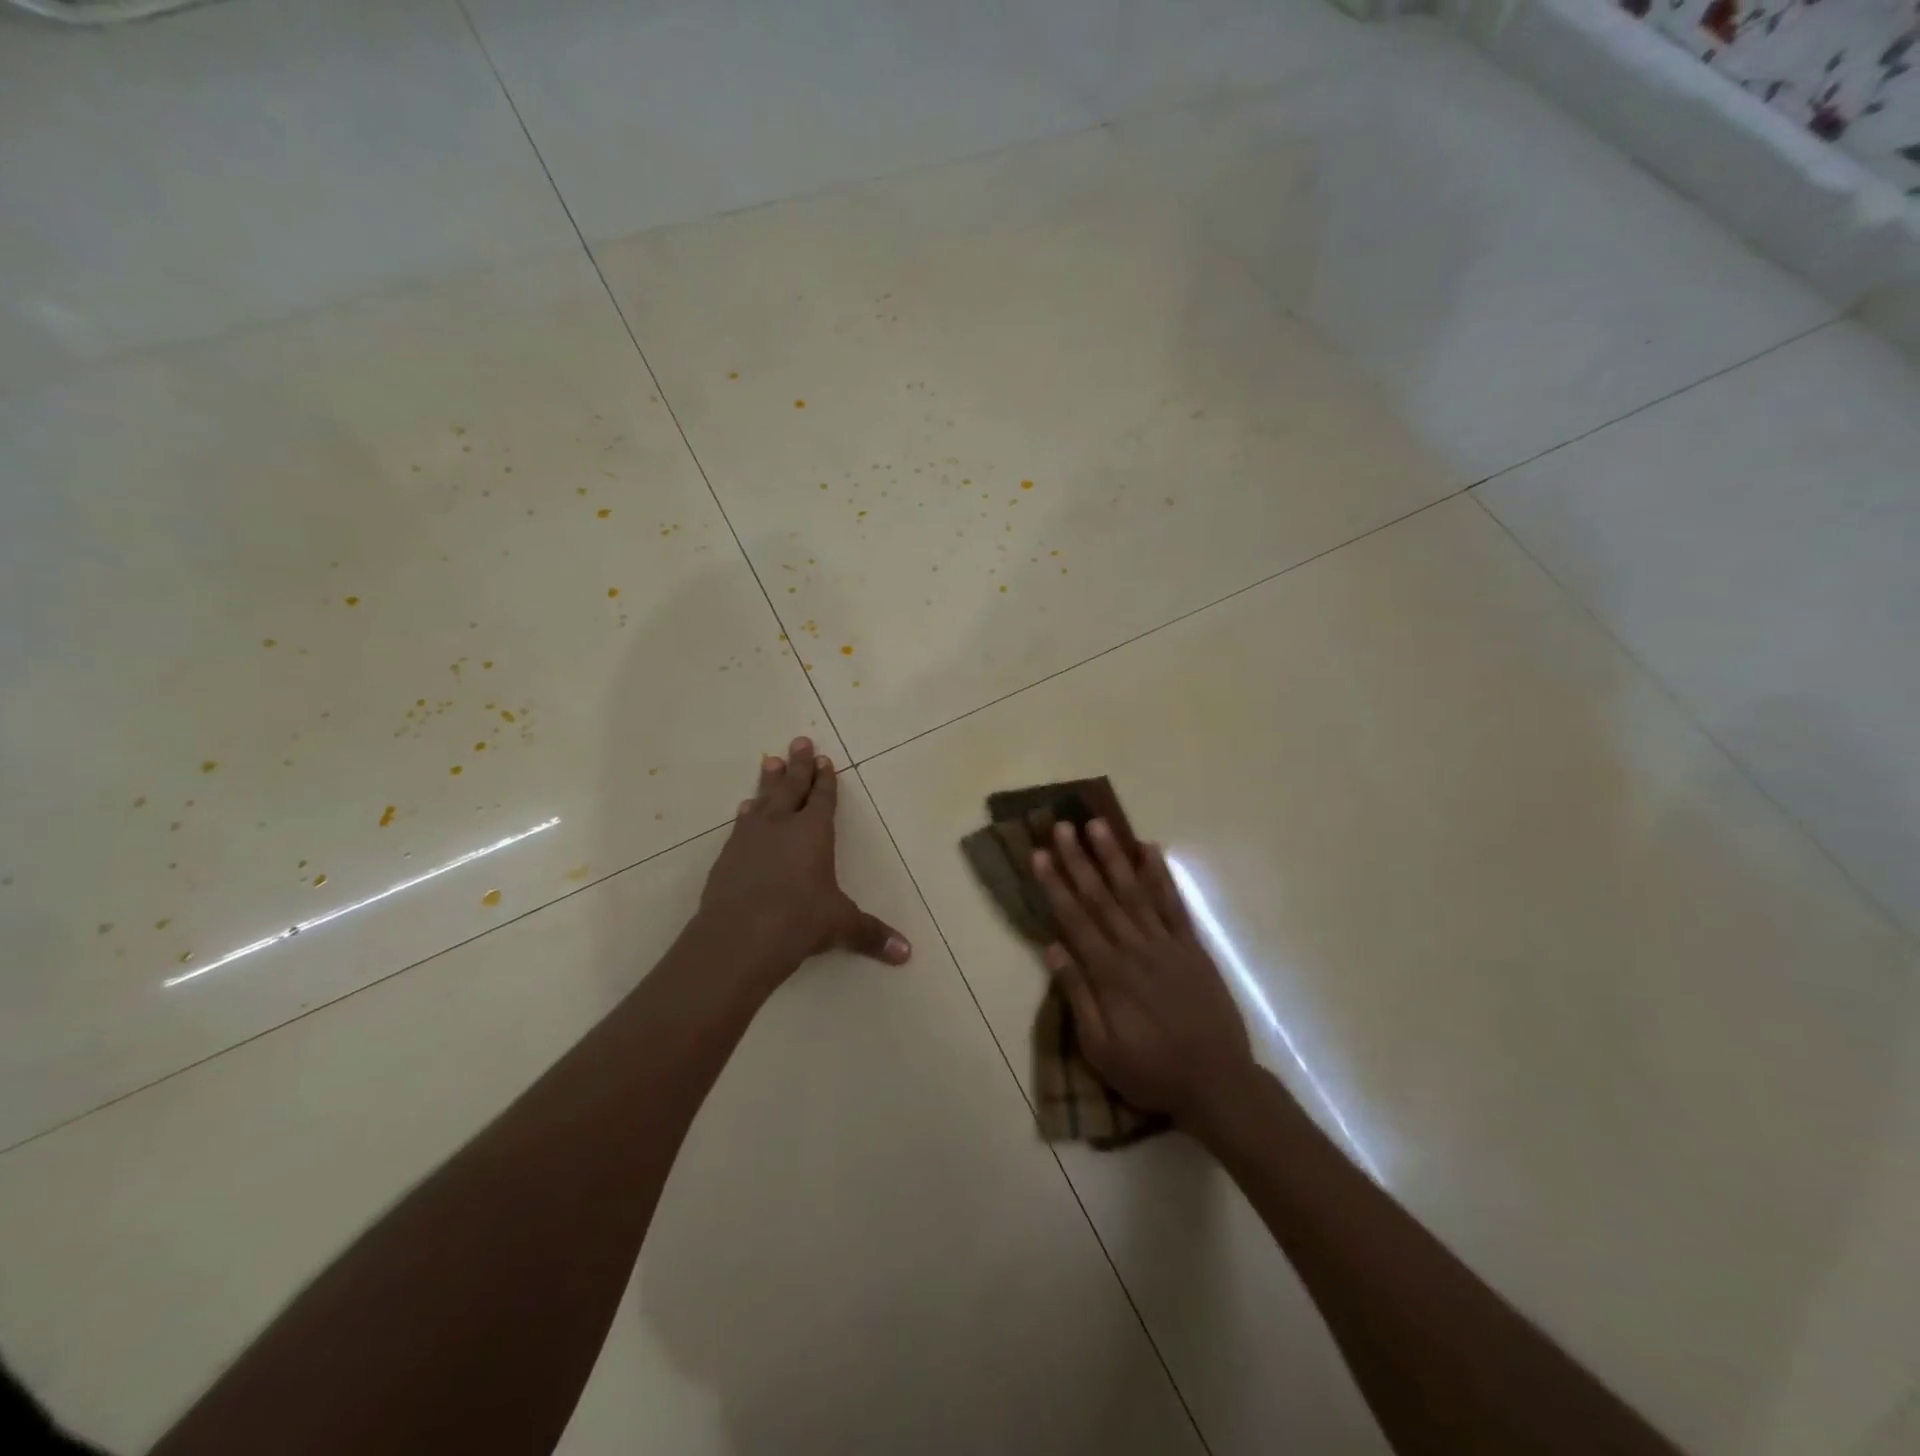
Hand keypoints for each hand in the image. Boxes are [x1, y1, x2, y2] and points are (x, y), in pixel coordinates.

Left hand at [696, 737, 911, 985]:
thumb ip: (871, 934)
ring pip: (763, 800)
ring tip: (769, 762)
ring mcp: (751, 838)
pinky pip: (741, 825)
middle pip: (791, 787)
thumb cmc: (799, 921)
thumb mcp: (841, 925)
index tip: (823, 758)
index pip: (822, 798)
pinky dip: (747, 814)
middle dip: (797, 765)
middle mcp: (782, 826)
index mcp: (814, 833)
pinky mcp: (728, 855)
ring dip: (768, 781)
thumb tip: (907, 954)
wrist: (738, 937)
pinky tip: (744, 810)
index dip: (825, 778)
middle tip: (797, 741)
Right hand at [1033, 819, 1253, 1124]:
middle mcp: (1135, 948)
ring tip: (1099, 825)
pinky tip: (1150, 850)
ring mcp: (1166, 944)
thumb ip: (1077, 996)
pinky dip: (1161, 876)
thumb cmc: (1151, 1071)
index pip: (1074, 919)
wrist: (1217, 1083)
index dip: (1055, 884)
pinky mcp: (1192, 948)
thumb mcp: (1101, 1049)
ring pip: (1135, 891)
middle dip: (1079, 859)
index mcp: (1109, 973)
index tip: (1040, 854)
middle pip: (1101, 896)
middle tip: (1064, 825)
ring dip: (1114, 856)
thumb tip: (1052, 948)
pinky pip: (1174, 905)